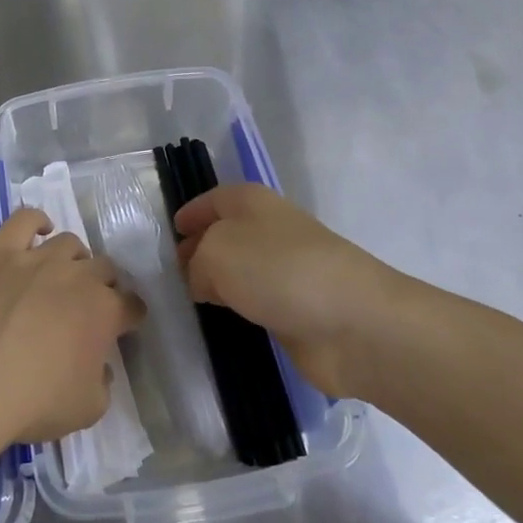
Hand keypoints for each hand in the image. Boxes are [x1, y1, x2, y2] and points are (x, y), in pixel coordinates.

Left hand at [0, 208, 142, 447]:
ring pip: (69, 243)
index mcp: (105, 311)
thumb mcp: (87, 409)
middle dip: (102, 285)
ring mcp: (37, 258)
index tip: (122, 327)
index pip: (132, 305)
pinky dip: (36, 222)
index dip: (129, 316)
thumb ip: (102, 383)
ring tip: (61, 276)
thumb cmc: (33, 401)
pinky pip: (25, 220)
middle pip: (104, 268)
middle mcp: (77, 275)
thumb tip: (99, 368)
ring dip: (73, 259)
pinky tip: (38, 232)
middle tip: (86, 306)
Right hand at [174, 184, 419, 401]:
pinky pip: (255, 302)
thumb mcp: (216, 253)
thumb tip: (202, 281)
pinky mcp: (297, 309)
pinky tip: (220, 323)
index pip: (213, 199)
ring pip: (240, 270)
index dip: (190, 213)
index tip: (168, 233)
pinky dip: (237, 310)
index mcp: (252, 202)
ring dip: (218, 282)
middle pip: (225, 234)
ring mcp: (287, 270)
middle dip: (198, 249)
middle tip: (168, 273)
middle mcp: (270, 229)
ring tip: (186, 300)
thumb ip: (196, 263)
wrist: (354, 323)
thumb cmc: (279, 271)